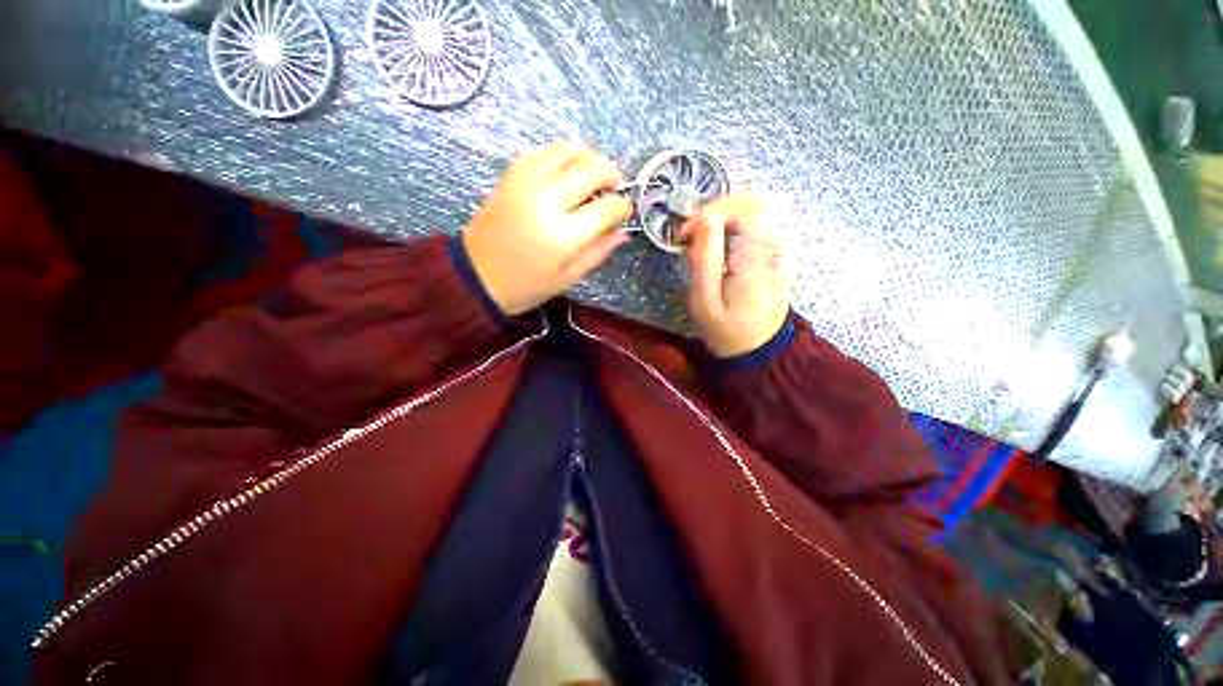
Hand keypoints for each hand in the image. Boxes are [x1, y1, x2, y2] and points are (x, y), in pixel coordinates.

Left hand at [461, 142, 633, 315]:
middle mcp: (546, 200)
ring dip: (589, 157)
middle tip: (615, 187)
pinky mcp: (511, 176)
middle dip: (612, 174)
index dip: (623, 207)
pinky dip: (562, 157)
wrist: (475, 276)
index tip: (625, 212)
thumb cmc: (526, 286)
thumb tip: (623, 232)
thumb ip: (598, 252)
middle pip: (591, 169)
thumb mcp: (568, 277)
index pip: (607, 208)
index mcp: (563, 235)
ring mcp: (526, 183)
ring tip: (594, 175)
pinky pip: (543, 153)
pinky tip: (566, 173)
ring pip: (567, 150)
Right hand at [681, 194, 788, 357]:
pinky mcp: (780, 251)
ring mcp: (782, 247)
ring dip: (727, 213)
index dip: (710, 212)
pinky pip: (761, 220)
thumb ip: (704, 258)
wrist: (760, 347)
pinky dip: (737, 221)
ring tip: (705, 234)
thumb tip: (701, 219)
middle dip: (718, 208)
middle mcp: (776, 246)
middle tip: (695, 229)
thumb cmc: (727, 328)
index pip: (742, 209)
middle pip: (753, 201)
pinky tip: (722, 238)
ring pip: (759, 207)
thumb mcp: (705, 300)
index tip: (688, 232)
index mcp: (756, 259)